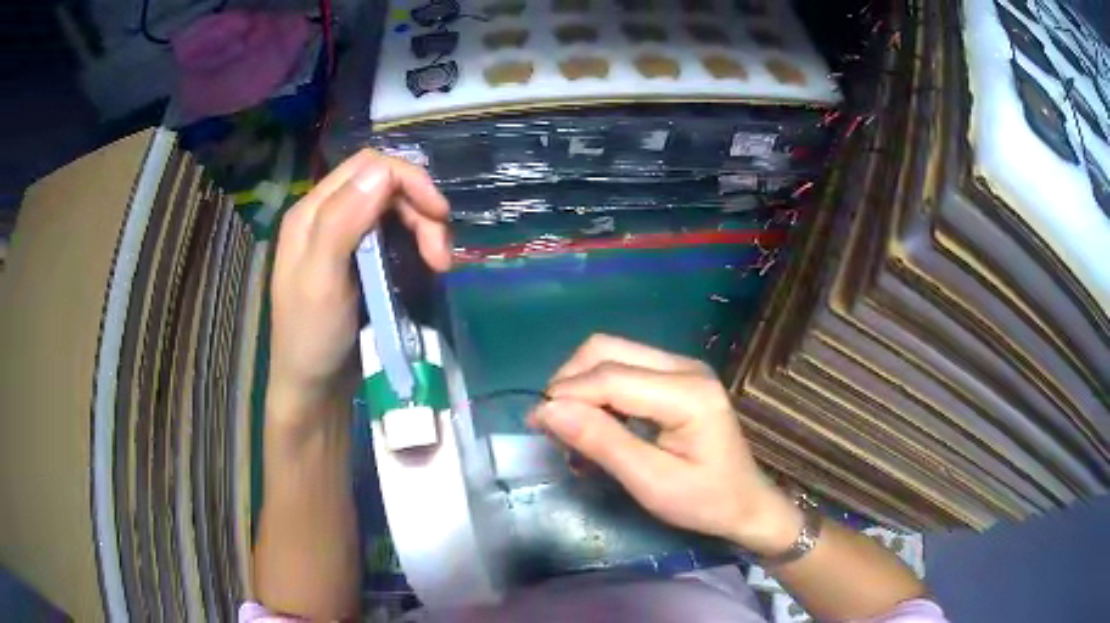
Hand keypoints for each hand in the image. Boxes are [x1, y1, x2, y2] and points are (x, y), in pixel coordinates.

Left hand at [268, 150, 451, 425]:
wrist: (314, 388)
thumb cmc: (311, 337)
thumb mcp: (320, 280)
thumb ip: (342, 221)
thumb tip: (383, 170)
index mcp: (312, 212)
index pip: (367, 167)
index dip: (407, 180)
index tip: (438, 214)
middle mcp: (329, 216)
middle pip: (386, 186)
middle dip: (421, 210)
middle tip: (440, 256)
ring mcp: (346, 238)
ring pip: (397, 210)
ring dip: (425, 230)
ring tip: (439, 266)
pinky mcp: (362, 260)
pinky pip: (397, 236)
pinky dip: (418, 245)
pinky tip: (427, 267)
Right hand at [530, 334, 803, 555]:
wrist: (745, 503)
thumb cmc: (705, 501)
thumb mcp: (651, 482)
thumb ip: (602, 443)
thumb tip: (549, 410)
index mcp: (688, 393)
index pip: (611, 377)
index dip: (566, 395)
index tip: (535, 423)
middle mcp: (685, 366)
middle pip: (607, 350)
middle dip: (570, 383)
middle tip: (552, 426)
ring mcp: (682, 367)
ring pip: (611, 354)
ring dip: (581, 385)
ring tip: (570, 428)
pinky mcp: (675, 377)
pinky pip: (624, 368)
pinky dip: (599, 391)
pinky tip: (595, 423)